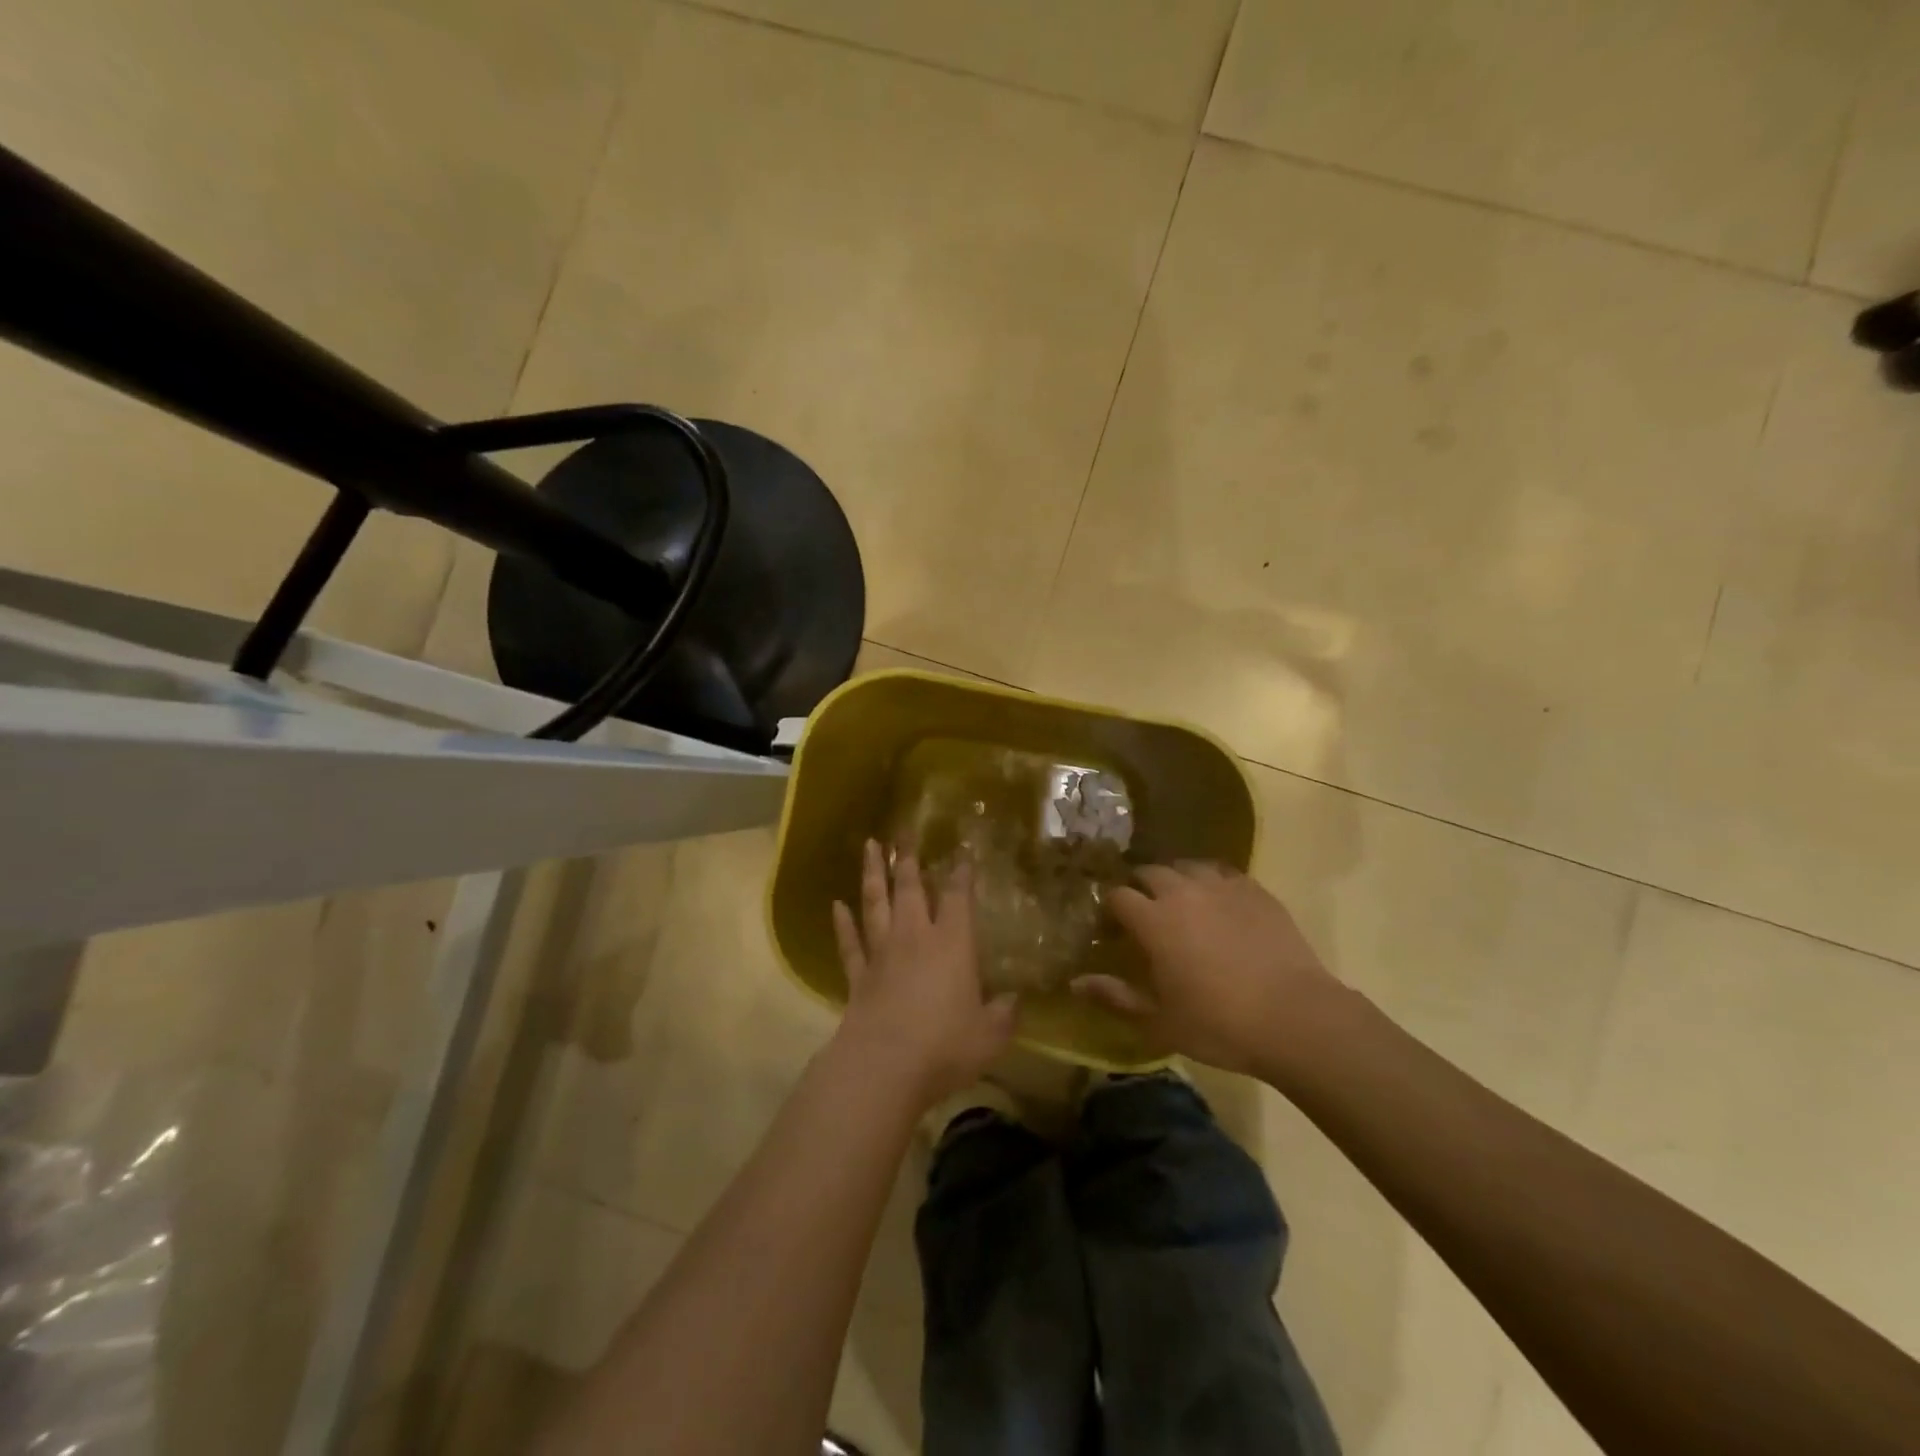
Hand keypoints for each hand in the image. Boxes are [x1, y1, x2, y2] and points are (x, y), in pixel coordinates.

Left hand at [831, 840, 1017, 1109]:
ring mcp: (882, 954)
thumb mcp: (990, 1035)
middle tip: (903, 829)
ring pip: (876, 903)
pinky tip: (836, 905)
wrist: (884, 1066)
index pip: (959, 897)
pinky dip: (842, 923)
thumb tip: (1016, 1000)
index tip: (962, 851)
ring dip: (873, 874)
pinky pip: (849, 943)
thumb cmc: (945, 1046)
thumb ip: (1004, 1014)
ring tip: (870, 846)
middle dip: (908, 857)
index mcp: (953, 944)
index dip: (961, 873)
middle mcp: (915, 938)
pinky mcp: (858, 976)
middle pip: (910, 888)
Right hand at [1073, 862, 1347, 1078]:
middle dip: (1140, 886)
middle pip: (1150, 871)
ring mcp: (1222, 887)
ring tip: (1180, 901)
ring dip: (1176, 879)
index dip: (1110, 908)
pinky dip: (1211, 882)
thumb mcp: (1159, 1021)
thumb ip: (1115, 996)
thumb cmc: (1219, 1024)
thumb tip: (1075, 982)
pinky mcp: (1255, 891)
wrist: (1296, 1018)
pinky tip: (1218, 903)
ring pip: (1187, 866)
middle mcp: (1183, 892)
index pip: (1118, 896)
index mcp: (1154, 920)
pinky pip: (1223, 873)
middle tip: (1144, 912)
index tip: (1111, 927)